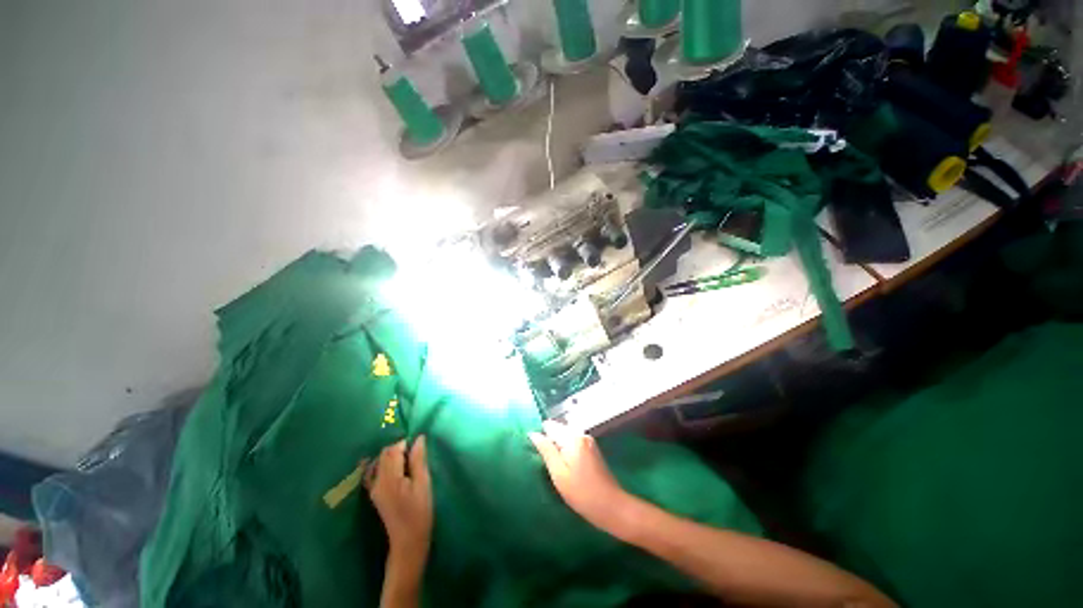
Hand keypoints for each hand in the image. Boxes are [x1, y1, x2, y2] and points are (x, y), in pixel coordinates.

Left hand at [365, 437, 432, 566]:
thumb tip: (418, 438)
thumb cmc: (420, 511)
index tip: (418, 446)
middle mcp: (377, 481)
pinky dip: (382, 465)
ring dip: (392, 456)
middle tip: (415, 453)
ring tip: (407, 461)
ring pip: (379, 461)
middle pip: (384, 454)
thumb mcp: (424, 483)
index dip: (405, 443)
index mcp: (390, 478)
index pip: (392, 450)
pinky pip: (374, 472)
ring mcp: (373, 488)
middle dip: (398, 448)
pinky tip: (393, 467)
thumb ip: (418, 460)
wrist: (408, 541)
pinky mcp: (374, 494)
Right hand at [529, 420, 631, 534]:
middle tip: (545, 463)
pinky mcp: (592, 449)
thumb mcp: (559, 474)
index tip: (535, 452)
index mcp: (573, 437)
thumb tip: (533, 433)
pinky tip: (566, 468)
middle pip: (558, 430)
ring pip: (565, 438)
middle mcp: (581, 434)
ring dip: (558, 449)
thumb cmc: (582, 493)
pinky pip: (573, 444)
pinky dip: (566, 452)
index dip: (540, 436)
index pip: (550, 426)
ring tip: (554, 467)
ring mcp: (589, 441)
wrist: (612, 507)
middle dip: (549, 443)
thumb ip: (546, 451)